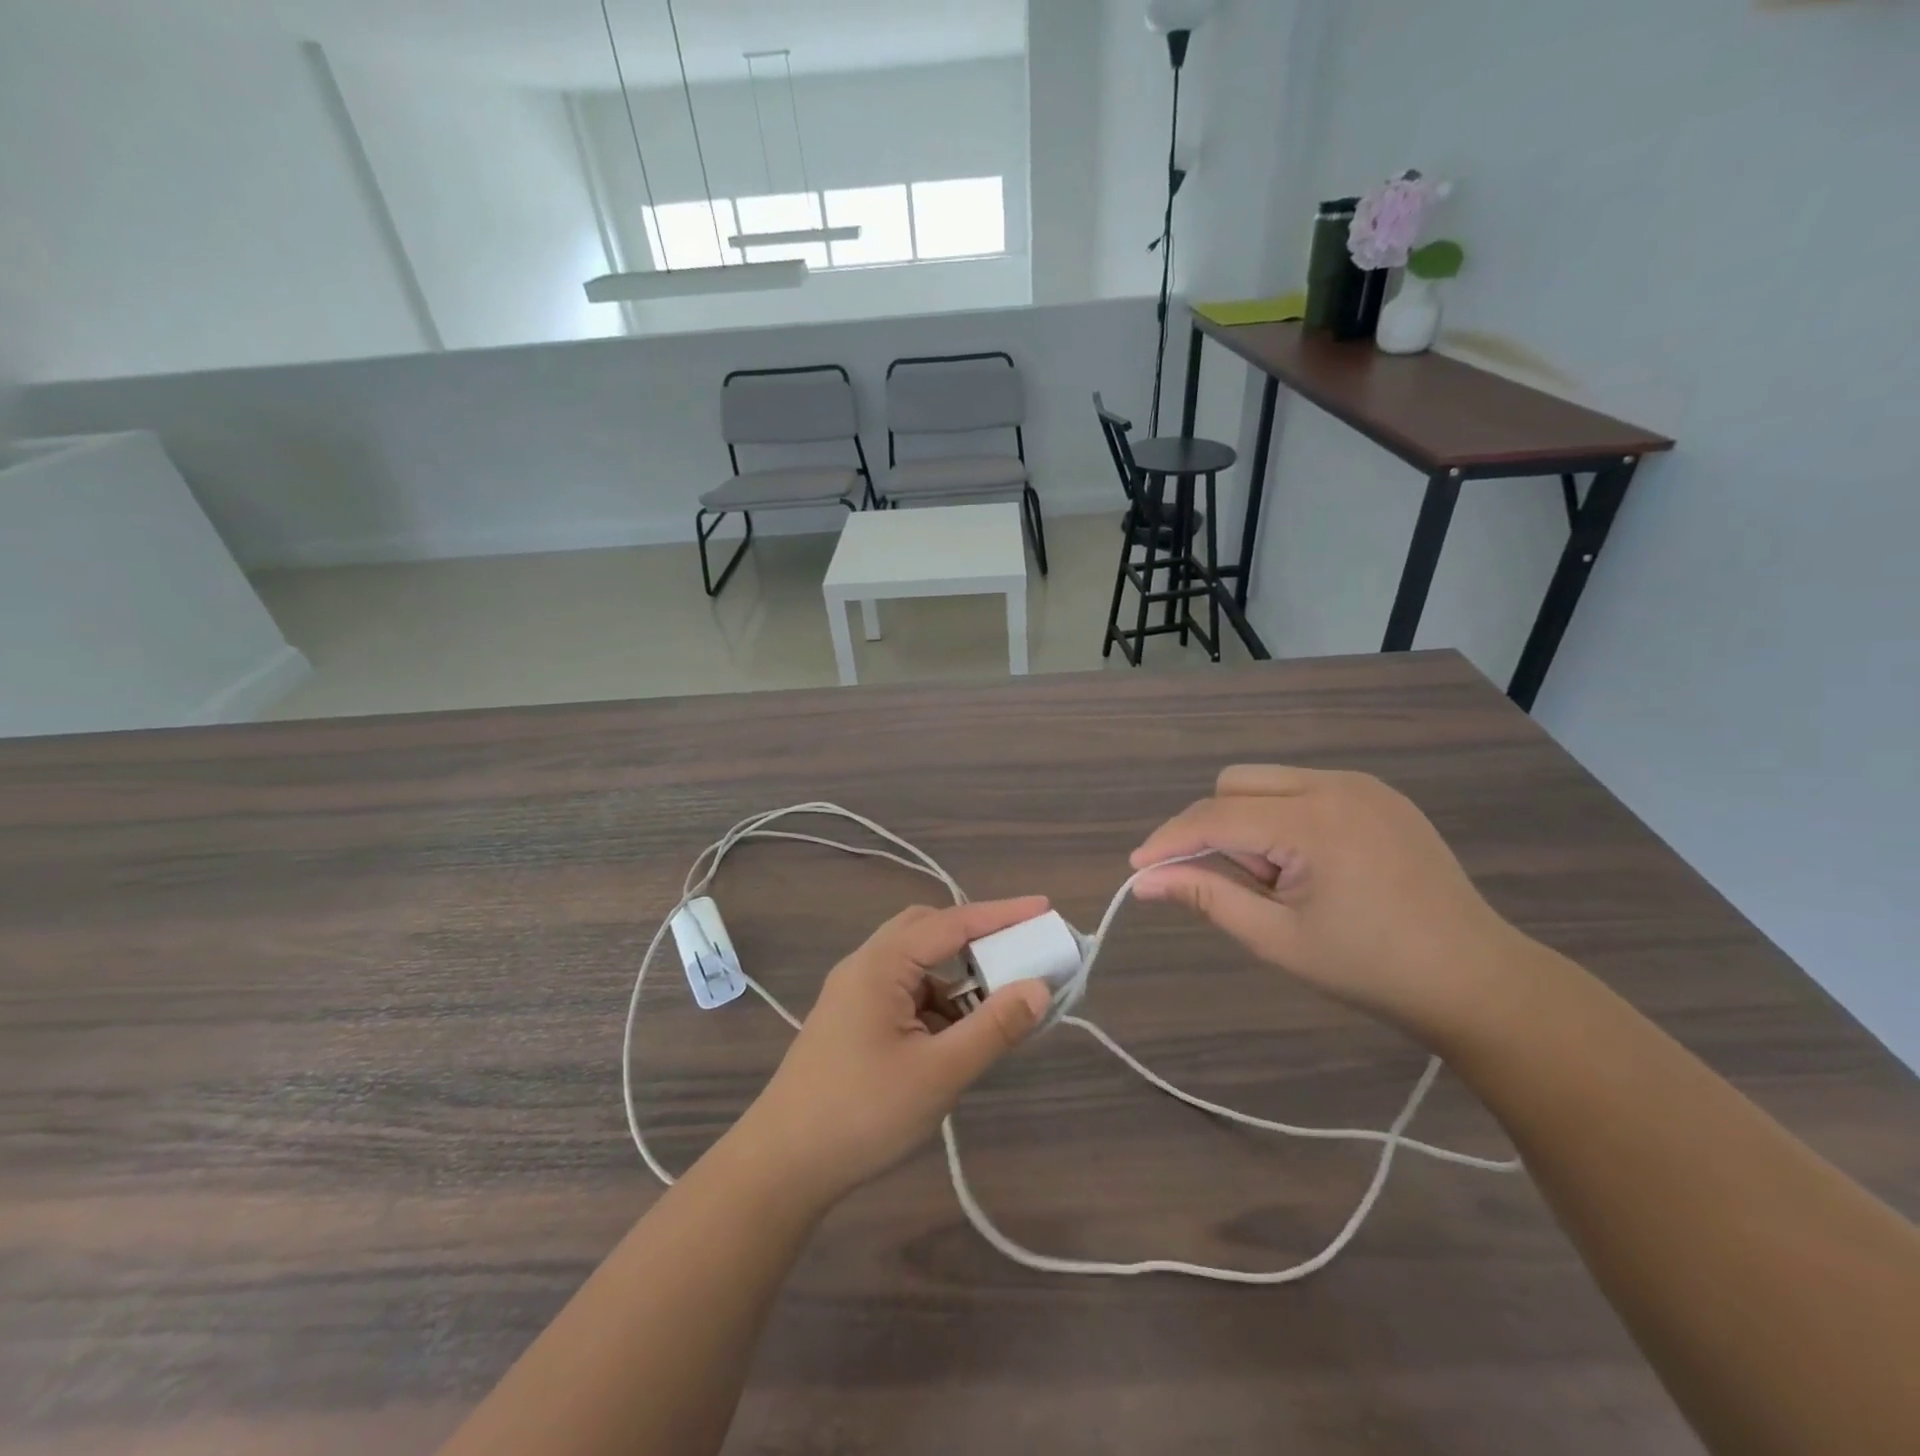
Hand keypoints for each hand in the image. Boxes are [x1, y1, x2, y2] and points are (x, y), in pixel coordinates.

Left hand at [735, 898, 1054, 1204]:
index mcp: (882, 964)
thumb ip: (993, 1027)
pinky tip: (954, 1039)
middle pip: (928, 931)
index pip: (952, 922)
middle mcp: (865, 966)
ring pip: (916, 965)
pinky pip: (904, 993)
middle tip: (1017, 955)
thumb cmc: (862, 1113)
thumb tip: (1040, 988)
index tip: (1045, 909)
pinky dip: (936, 1003)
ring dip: (957, 978)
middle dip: (976, 939)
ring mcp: (854, 993)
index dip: (1002, 914)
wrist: (782, 1165)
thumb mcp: (939, 1073)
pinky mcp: (852, 1020)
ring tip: (993, 1008)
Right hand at [1130, 766, 1530, 1038]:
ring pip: (1265, 781)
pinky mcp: (1379, 794)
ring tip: (1283, 879)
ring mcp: (1362, 785)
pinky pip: (1302, 788)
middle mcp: (1335, 786)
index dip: (1168, 841)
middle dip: (1216, 831)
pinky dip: (1283, 818)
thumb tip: (1145, 881)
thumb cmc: (1370, 968)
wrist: (1475, 979)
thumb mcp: (1276, 939)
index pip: (1214, 817)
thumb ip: (1206, 898)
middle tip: (1243, 886)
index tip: (1137, 869)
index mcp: (1312, 823)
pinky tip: (1312, 866)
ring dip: (1249, 823)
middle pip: (1234, 785)